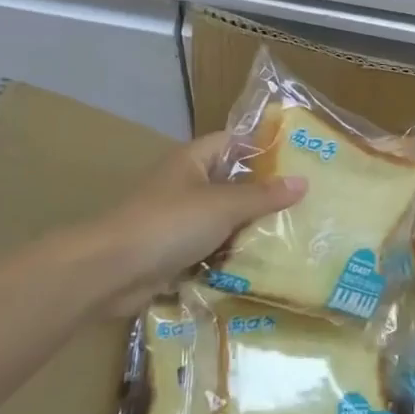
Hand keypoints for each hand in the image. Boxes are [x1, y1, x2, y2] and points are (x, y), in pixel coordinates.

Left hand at [62, 132, 304, 319]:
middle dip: (263, 193)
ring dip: (249, 228)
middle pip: (230, 183)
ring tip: (293, 233)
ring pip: (222, 219)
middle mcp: (184, 185)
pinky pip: (211, 249)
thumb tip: (303, 182)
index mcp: (192, 161)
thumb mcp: (224, 205)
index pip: (232, 142)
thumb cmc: (168, 224)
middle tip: (305, 201)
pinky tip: (262, 263)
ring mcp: (177, 221)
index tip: (297, 158)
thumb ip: (264, 196)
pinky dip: (231, 255)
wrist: (109, 271)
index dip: (262, 147)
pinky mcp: (173, 253)